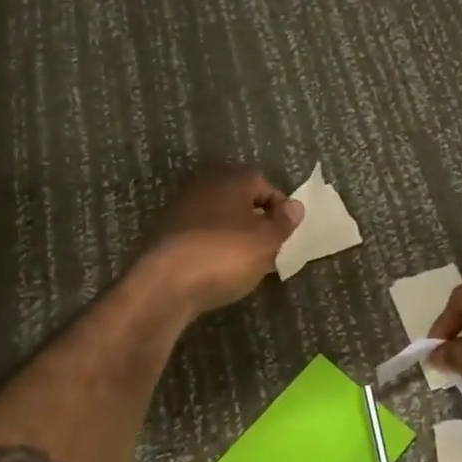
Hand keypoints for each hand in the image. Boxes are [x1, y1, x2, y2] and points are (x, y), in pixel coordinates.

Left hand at [143, 164, 302, 316]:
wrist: (167, 283)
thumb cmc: (225, 255)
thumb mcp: (266, 241)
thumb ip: (283, 222)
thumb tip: (295, 206)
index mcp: (232, 178)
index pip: (264, 182)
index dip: (279, 206)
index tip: (285, 232)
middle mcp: (205, 184)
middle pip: (238, 196)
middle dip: (255, 218)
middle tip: (267, 245)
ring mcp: (182, 206)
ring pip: (218, 214)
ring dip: (233, 231)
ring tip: (245, 260)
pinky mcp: (166, 230)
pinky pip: (200, 232)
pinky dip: (212, 243)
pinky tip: (218, 266)